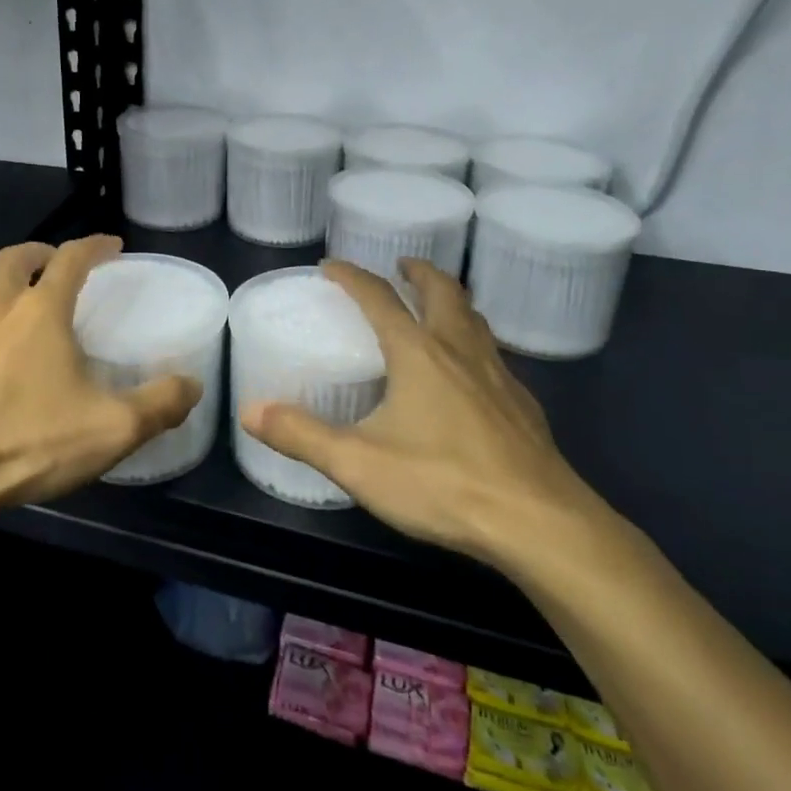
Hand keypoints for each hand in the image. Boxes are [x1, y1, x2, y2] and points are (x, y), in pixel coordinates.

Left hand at [0, 236, 199, 520]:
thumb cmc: (26, 442)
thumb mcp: (110, 430)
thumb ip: (159, 405)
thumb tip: (192, 385)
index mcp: (39, 312)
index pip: (71, 258)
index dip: (94, 246)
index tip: (111, 245)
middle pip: (14, 259)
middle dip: (40, 253)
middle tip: (59, 265)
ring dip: (8, 293)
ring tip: (27, 321)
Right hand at [242, 259, 612, 575]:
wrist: (540, 524)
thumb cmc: (443, 483)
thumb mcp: (358, 463)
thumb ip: (302, 435)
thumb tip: (250, 410)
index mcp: (418, 352)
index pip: (379, 298)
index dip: (352, 277)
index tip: (331, 266)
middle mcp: (459, 350)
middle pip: (442, 292)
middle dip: (419, 272)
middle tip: (402, 267)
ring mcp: (498, 376)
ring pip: (474, 319)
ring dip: (452, 302)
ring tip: (436, 309)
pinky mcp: (523, 405)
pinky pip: (493, 356)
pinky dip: (474, 344)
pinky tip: (470, 376)